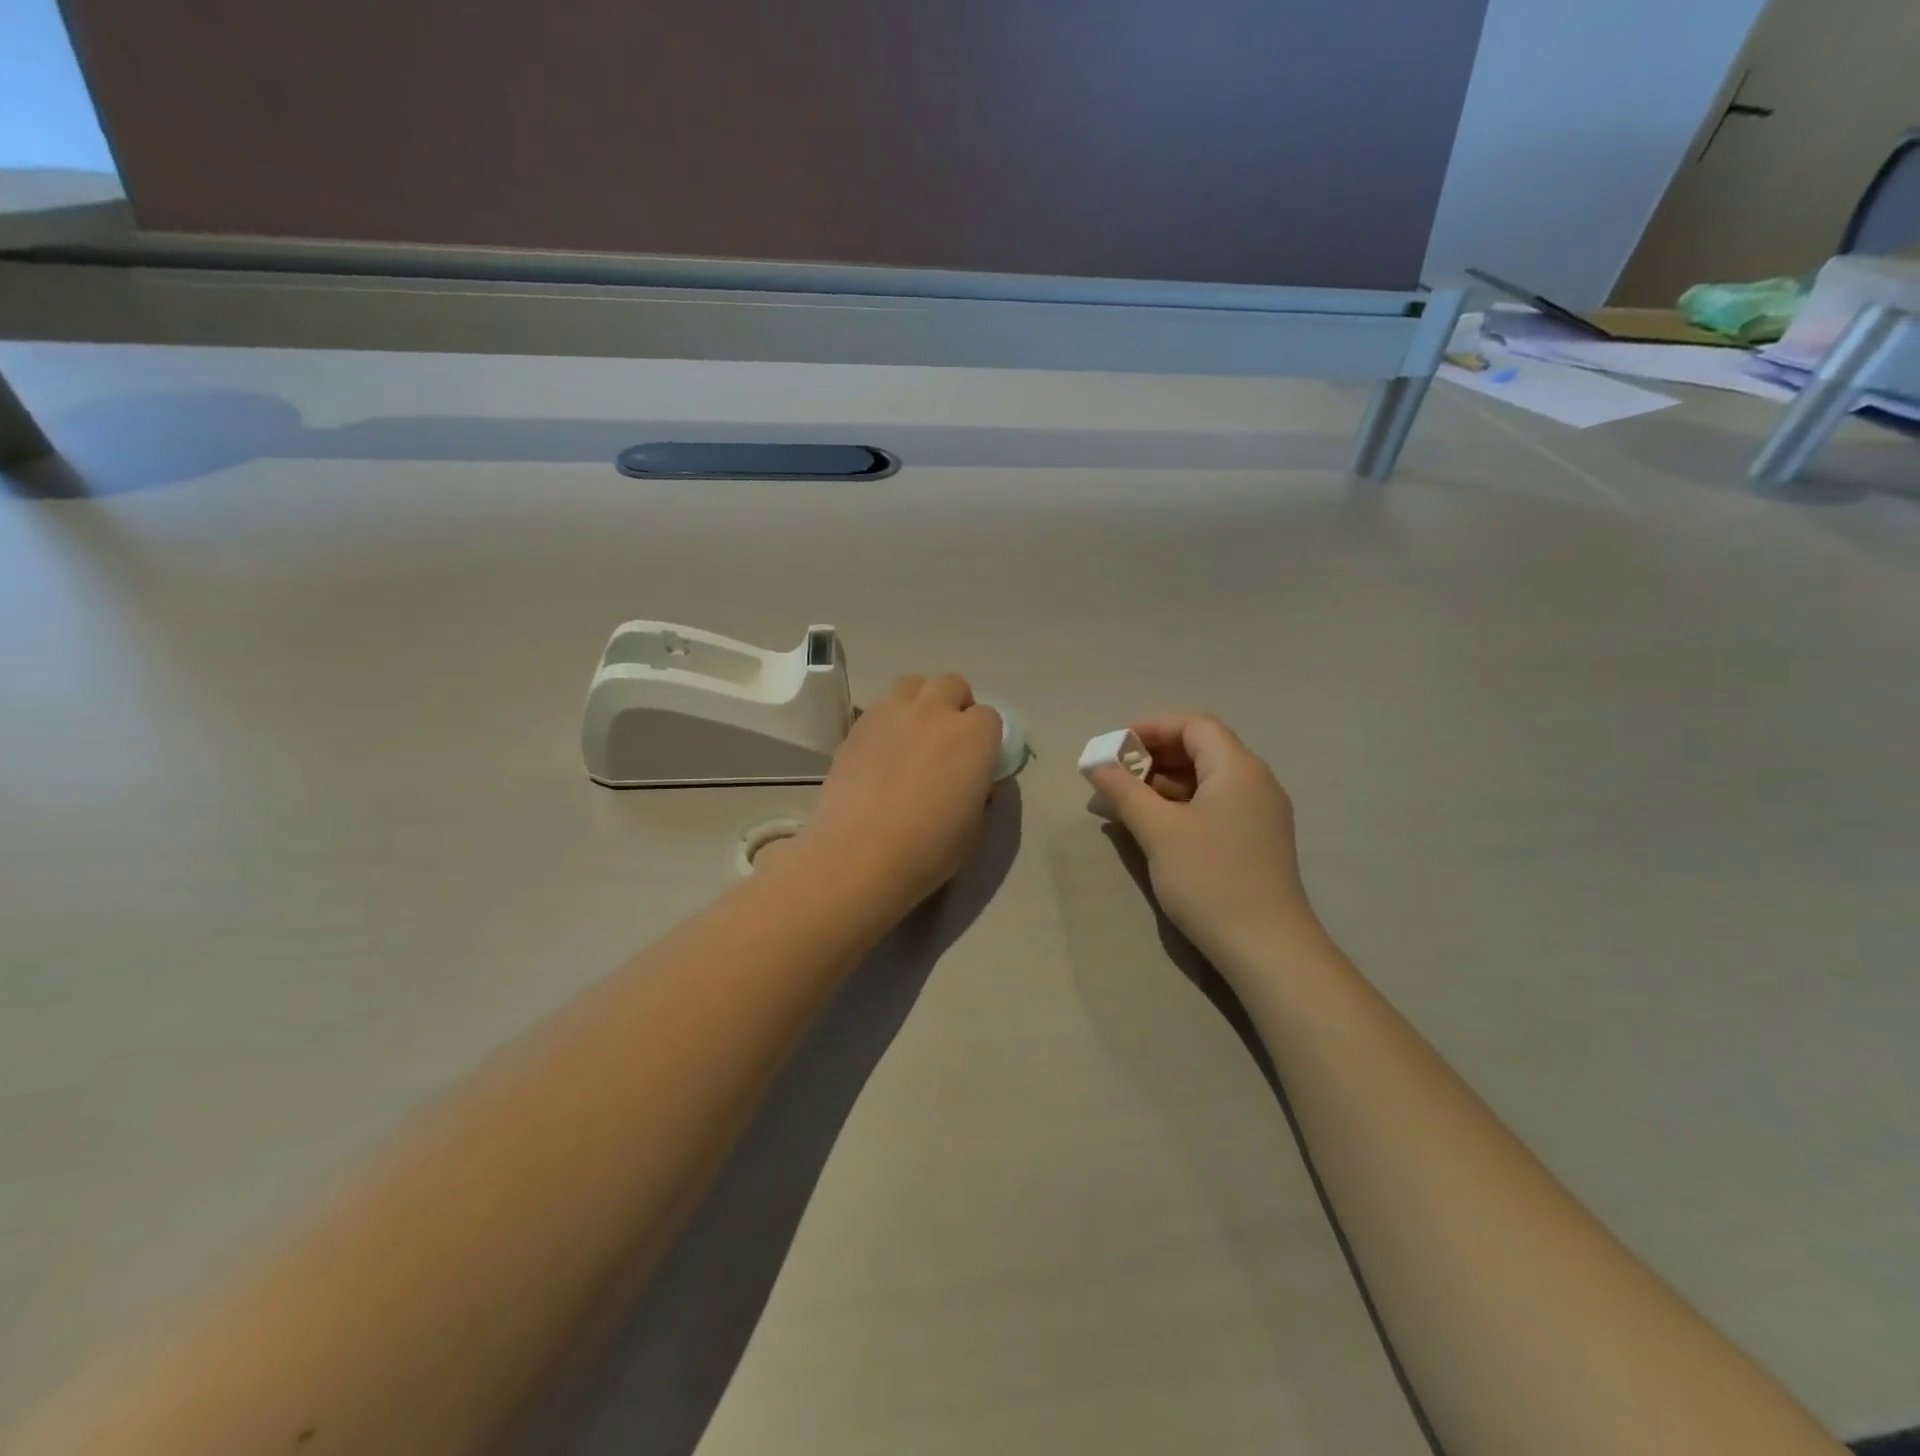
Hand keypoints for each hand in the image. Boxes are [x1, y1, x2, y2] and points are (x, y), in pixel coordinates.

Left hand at [802, 673, 1002, 914]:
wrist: (860, 855)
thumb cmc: (929, 848)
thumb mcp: (973, 826)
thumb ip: (978, 792)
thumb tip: (973, 780)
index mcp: (973, 735)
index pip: (989, 716)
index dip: (985, 737)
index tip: (976, 760)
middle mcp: (934, 712)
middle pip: (951, 684)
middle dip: (954, 704)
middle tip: (946, 739)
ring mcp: (891, 714)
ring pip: (911, 684)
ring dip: (919, 702)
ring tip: (912, 735)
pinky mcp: (856, 727)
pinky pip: (879, 709)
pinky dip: (887, 722)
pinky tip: (880, 754)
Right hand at [1087, 715, 1320, 965]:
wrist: (1267, 948)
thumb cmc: (1210, 879)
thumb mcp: (1159, 831)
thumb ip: (1124, 791)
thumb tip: (1096, 763)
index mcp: (1238, 768)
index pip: (1194, 726)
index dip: (1151, 728)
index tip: (1114, 747)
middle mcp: (1255, 782)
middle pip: (1201, 749)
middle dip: (1153, 757)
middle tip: (1114, 776)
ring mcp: (1259, 813)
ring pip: (1206, 780)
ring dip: (1163, 783)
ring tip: (1124, 802)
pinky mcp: (1255, 840)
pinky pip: (1214, 805)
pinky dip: (1181, 805)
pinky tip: (1153, 826)